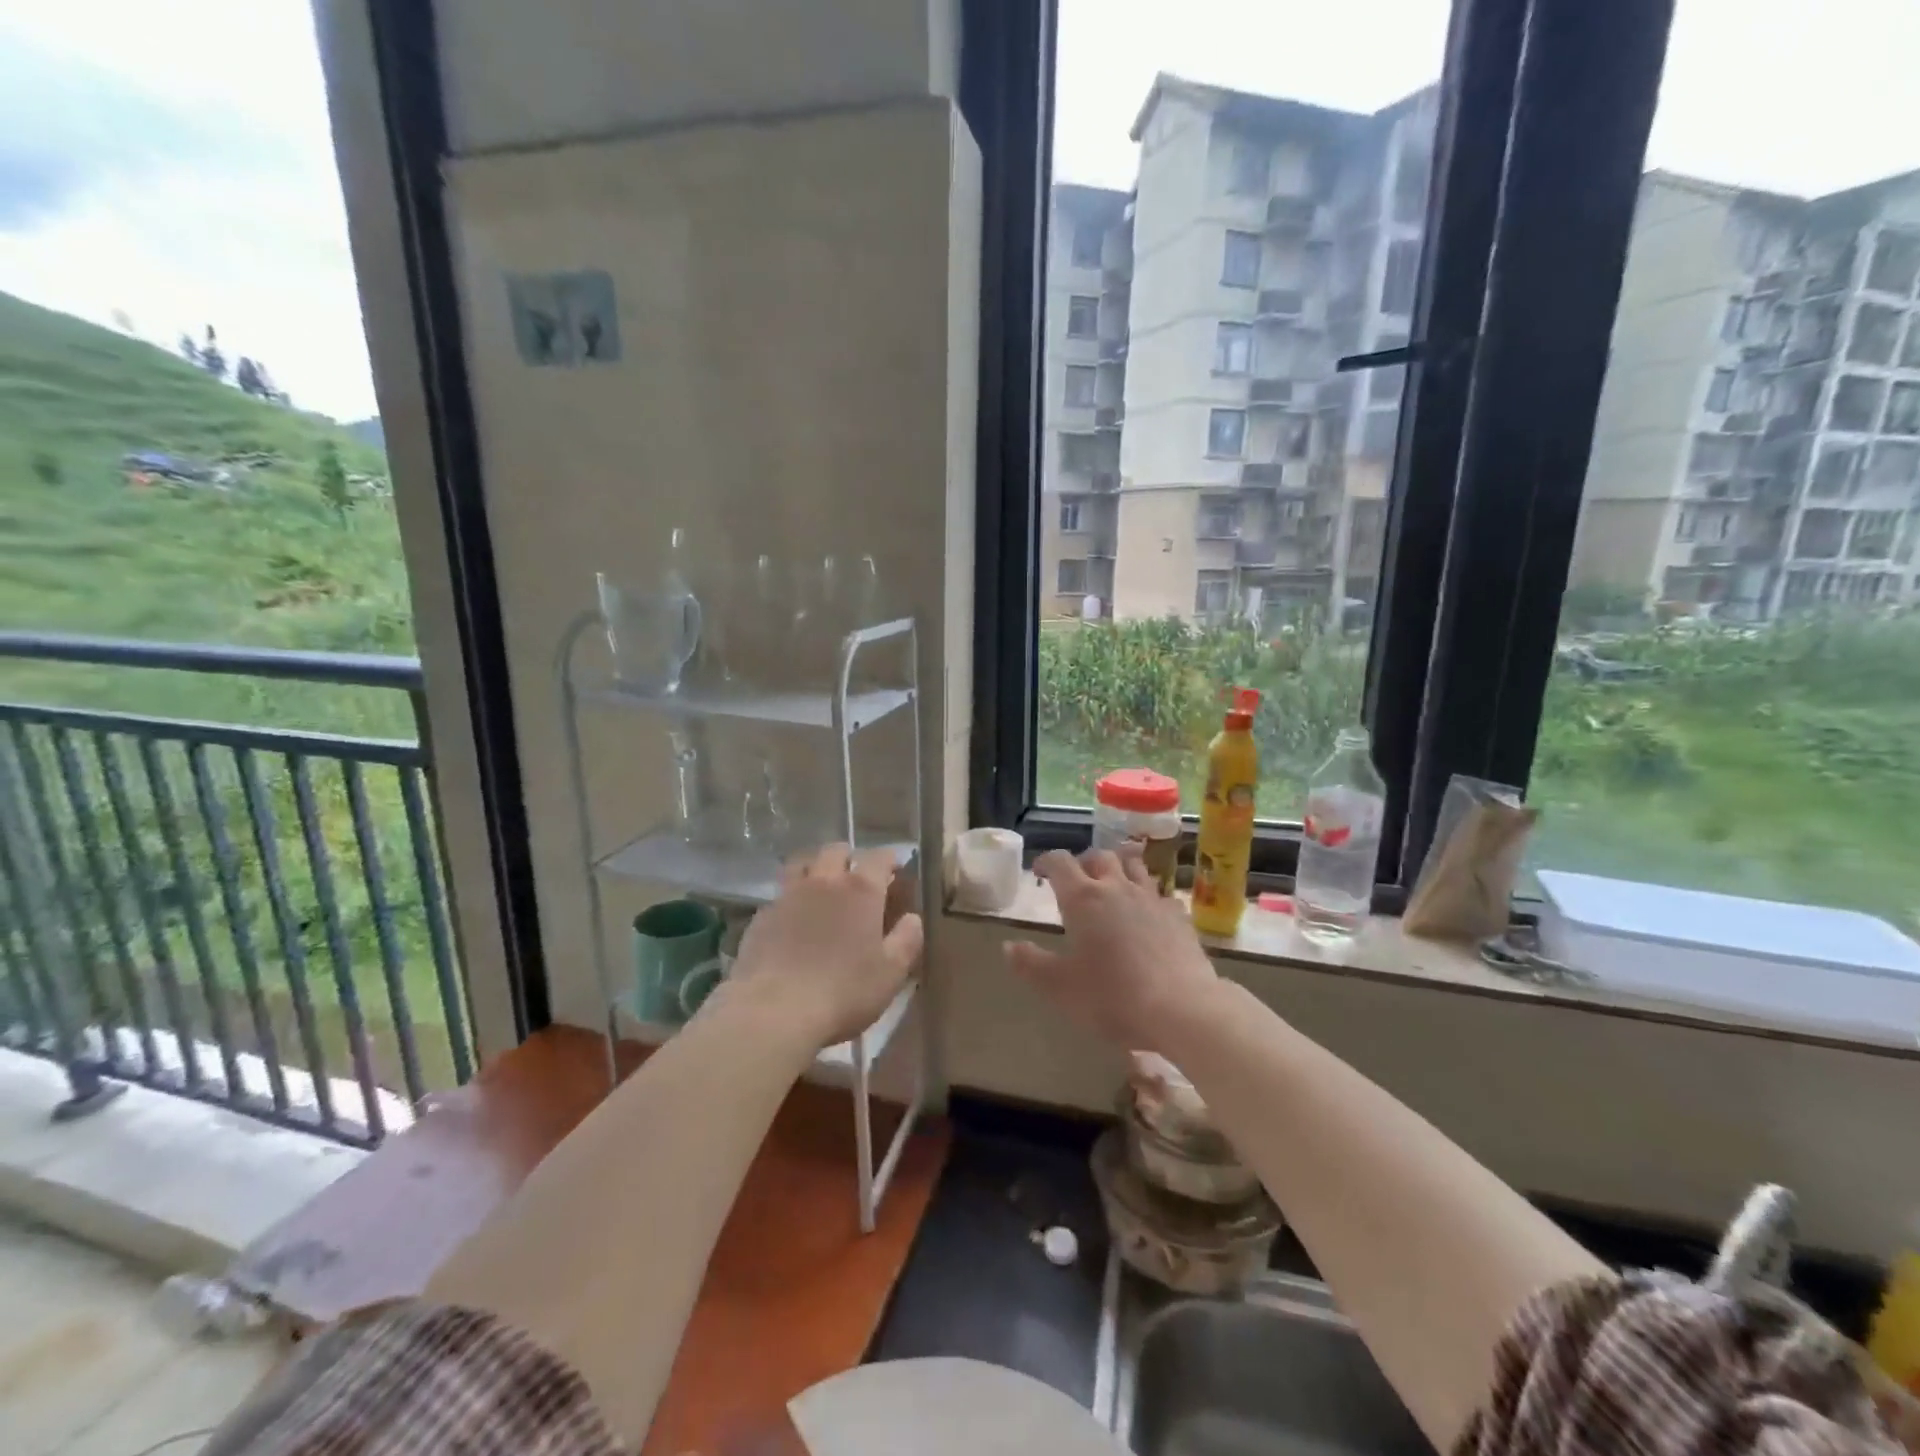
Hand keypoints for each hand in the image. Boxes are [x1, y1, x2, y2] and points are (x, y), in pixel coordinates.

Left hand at [726, 843, 923, 1048]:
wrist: (774, 1011)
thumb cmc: (844, 992)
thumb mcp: (891, 973)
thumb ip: (907, 939)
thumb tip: (912, 918)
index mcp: (861, 890)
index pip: (879, 857)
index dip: (890, 860)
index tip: (895, 871)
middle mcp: (824, 881)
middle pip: (836, 851)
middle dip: (850, 858)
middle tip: (857, 878)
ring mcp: (788, 895)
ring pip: (802, 863)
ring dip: (816, 867)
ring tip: (822, 886)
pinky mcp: (762, 915)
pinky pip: (780, 893)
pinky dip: (791, 898)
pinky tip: (793, 919)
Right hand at [1005, 848, 1220, 1054]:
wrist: (1181, 1009)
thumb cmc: (1112, 997)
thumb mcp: (1060, 987)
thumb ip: (1031, 964)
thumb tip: (1009, 946)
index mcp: (1082, 899)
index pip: (1060, 862)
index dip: (1047, 861)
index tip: (1040, 872)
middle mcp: (1117, 888)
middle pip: (1099, 856)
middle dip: (1084, 862)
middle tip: (1076, 879)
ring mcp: (1152, 898)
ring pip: (1134, 866)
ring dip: (1119, 868)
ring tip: (1112, 884)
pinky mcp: (1179, 915)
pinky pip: (1160, 893)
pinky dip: (1149, 896)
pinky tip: (1148, 913)